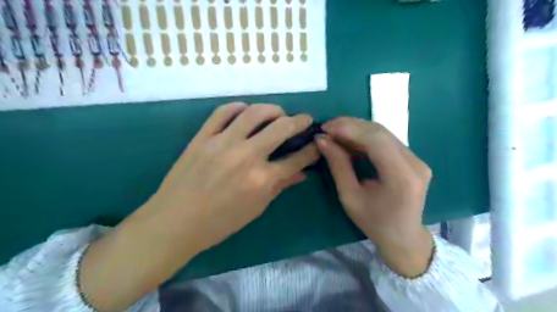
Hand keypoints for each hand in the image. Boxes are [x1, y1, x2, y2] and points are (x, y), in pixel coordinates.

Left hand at [81, 103, 319, 311]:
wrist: (175, 222)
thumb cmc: (219, 223)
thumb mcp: (255, 209)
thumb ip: (280, 187)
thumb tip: (301, 173)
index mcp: (261, 180)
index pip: (296, 159)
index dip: (311, 150)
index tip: (316, 144)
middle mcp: (246, 156)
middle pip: (281, 128)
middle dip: (299, 121)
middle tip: (304, 120)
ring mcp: (222, 143)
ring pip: (254, 113)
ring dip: (273, 109)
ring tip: (279, 113)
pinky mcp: (203, 137)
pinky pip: (223, 112)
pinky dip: (238, 107)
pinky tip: (246, 110)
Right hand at [315, 117, 431, 277]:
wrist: (403, 237)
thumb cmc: (374, 223)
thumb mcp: (350, 197)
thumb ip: (338, 165)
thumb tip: (322, 140)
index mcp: (401, 176)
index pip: (375, 140)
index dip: (349, 129)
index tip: (325, 128)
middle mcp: (414, 162)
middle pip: (380, 132)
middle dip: (350, 125)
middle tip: (327, 127)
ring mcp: (417, 159)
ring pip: (383, 133)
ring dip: (357, 129)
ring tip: (334, 132)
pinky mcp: (413, 159)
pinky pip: (387, 141)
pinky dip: (366, 137)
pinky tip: (350, 140)